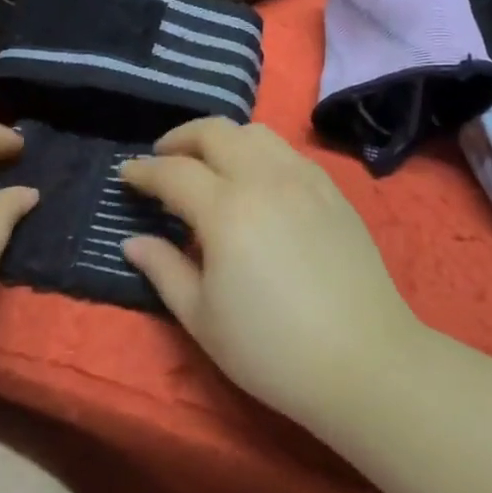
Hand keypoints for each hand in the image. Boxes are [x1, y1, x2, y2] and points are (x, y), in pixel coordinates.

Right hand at [120, 119, 420, 426]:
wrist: (364, 361)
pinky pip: (288, 152)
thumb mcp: (203, 319)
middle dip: (181, 138)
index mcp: (226, 210)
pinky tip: (257, 182)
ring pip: (256, 133)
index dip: (144, 171)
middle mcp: (265, 179)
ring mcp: (304, 179)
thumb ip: (164, 270)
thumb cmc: (272, 350)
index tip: (126, 174)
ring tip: (209, 165)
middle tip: (163, 159)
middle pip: (216, 132)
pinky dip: (260, 153)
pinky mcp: (333, 190)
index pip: (174, 172)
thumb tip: (133, 241)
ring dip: (223, 139)